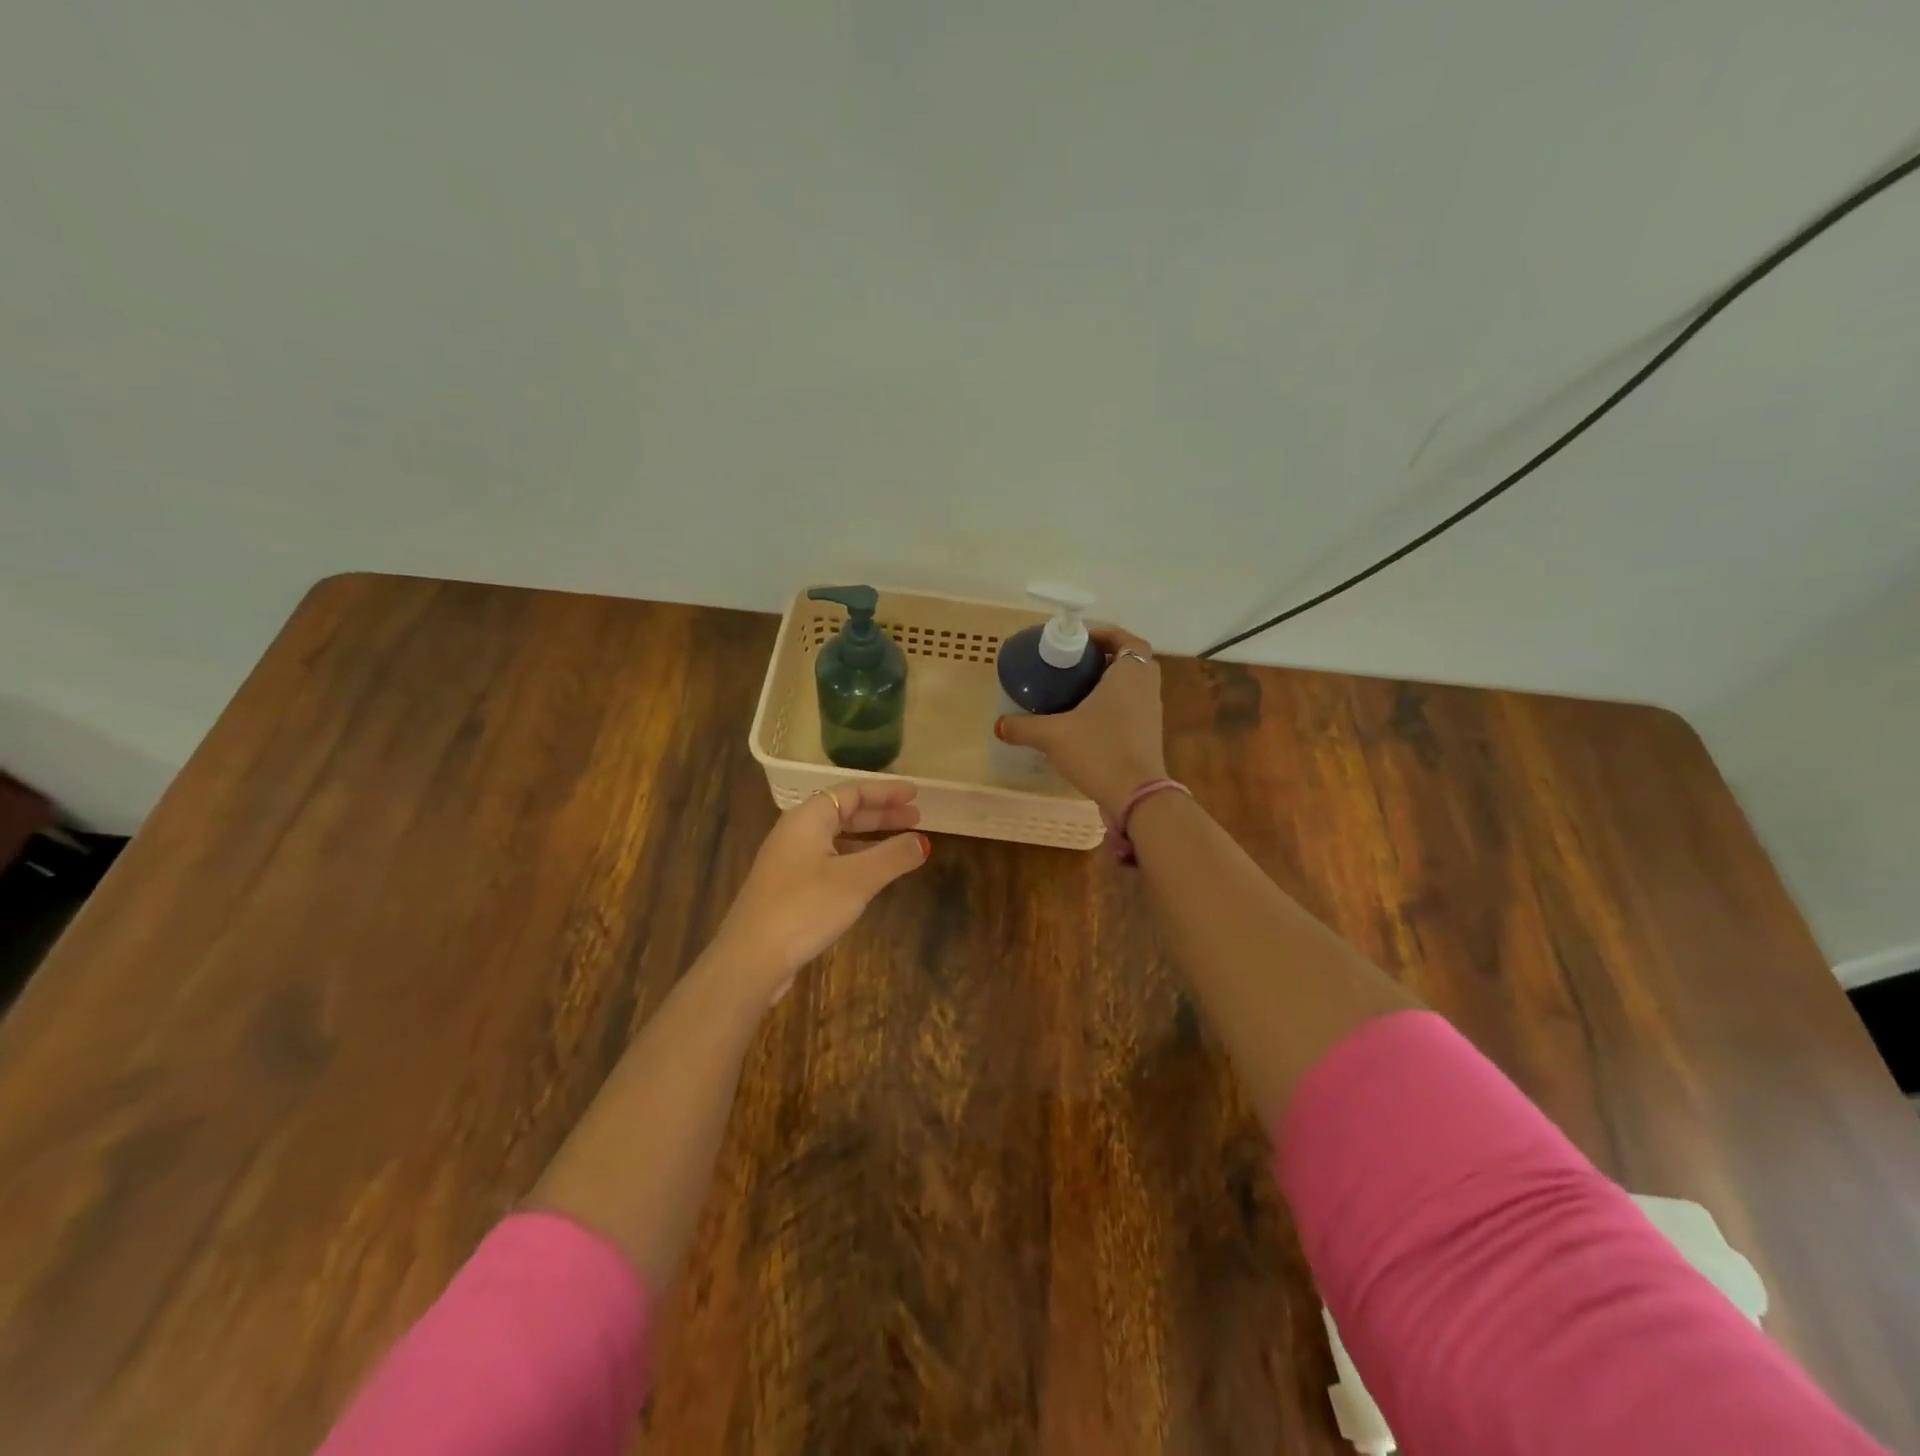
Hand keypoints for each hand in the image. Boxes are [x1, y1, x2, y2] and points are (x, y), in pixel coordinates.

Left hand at [712, 779, 928, 1002]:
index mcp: (807, 819)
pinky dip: (854, 859)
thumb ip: (892, 856)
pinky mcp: (787, 889)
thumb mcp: (856, 879)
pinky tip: (870, 876)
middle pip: (843, 813)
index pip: (851, 792)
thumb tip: (923, 842)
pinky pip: (828, 860)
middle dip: (880, 814)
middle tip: (916, 817)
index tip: (915, 794)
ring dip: (869, 838)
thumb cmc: (805, 907)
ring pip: (835, 839)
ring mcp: (788, 862)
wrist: (750, 958)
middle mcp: (795, 833)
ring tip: (900, 845)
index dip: (885, 791)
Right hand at [995, 626, 1168, 819]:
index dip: (1106, 635)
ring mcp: (1151, 714)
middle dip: (1105, 659)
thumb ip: (1024, 727)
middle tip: (1075, 665)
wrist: (1136, 797)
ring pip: (1132, 688)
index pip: (1128, 639)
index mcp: (1130, 674)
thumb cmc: (1099, 751)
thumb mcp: (1053, 735)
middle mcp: (1146, 688)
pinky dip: (1113, 708)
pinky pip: (1132, 710)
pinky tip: (1086, 723)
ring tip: (1076, 692)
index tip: (1081, 641)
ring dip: (1110, 684)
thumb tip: (999, 724)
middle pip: (1132, 661)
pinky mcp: (1149, 737)